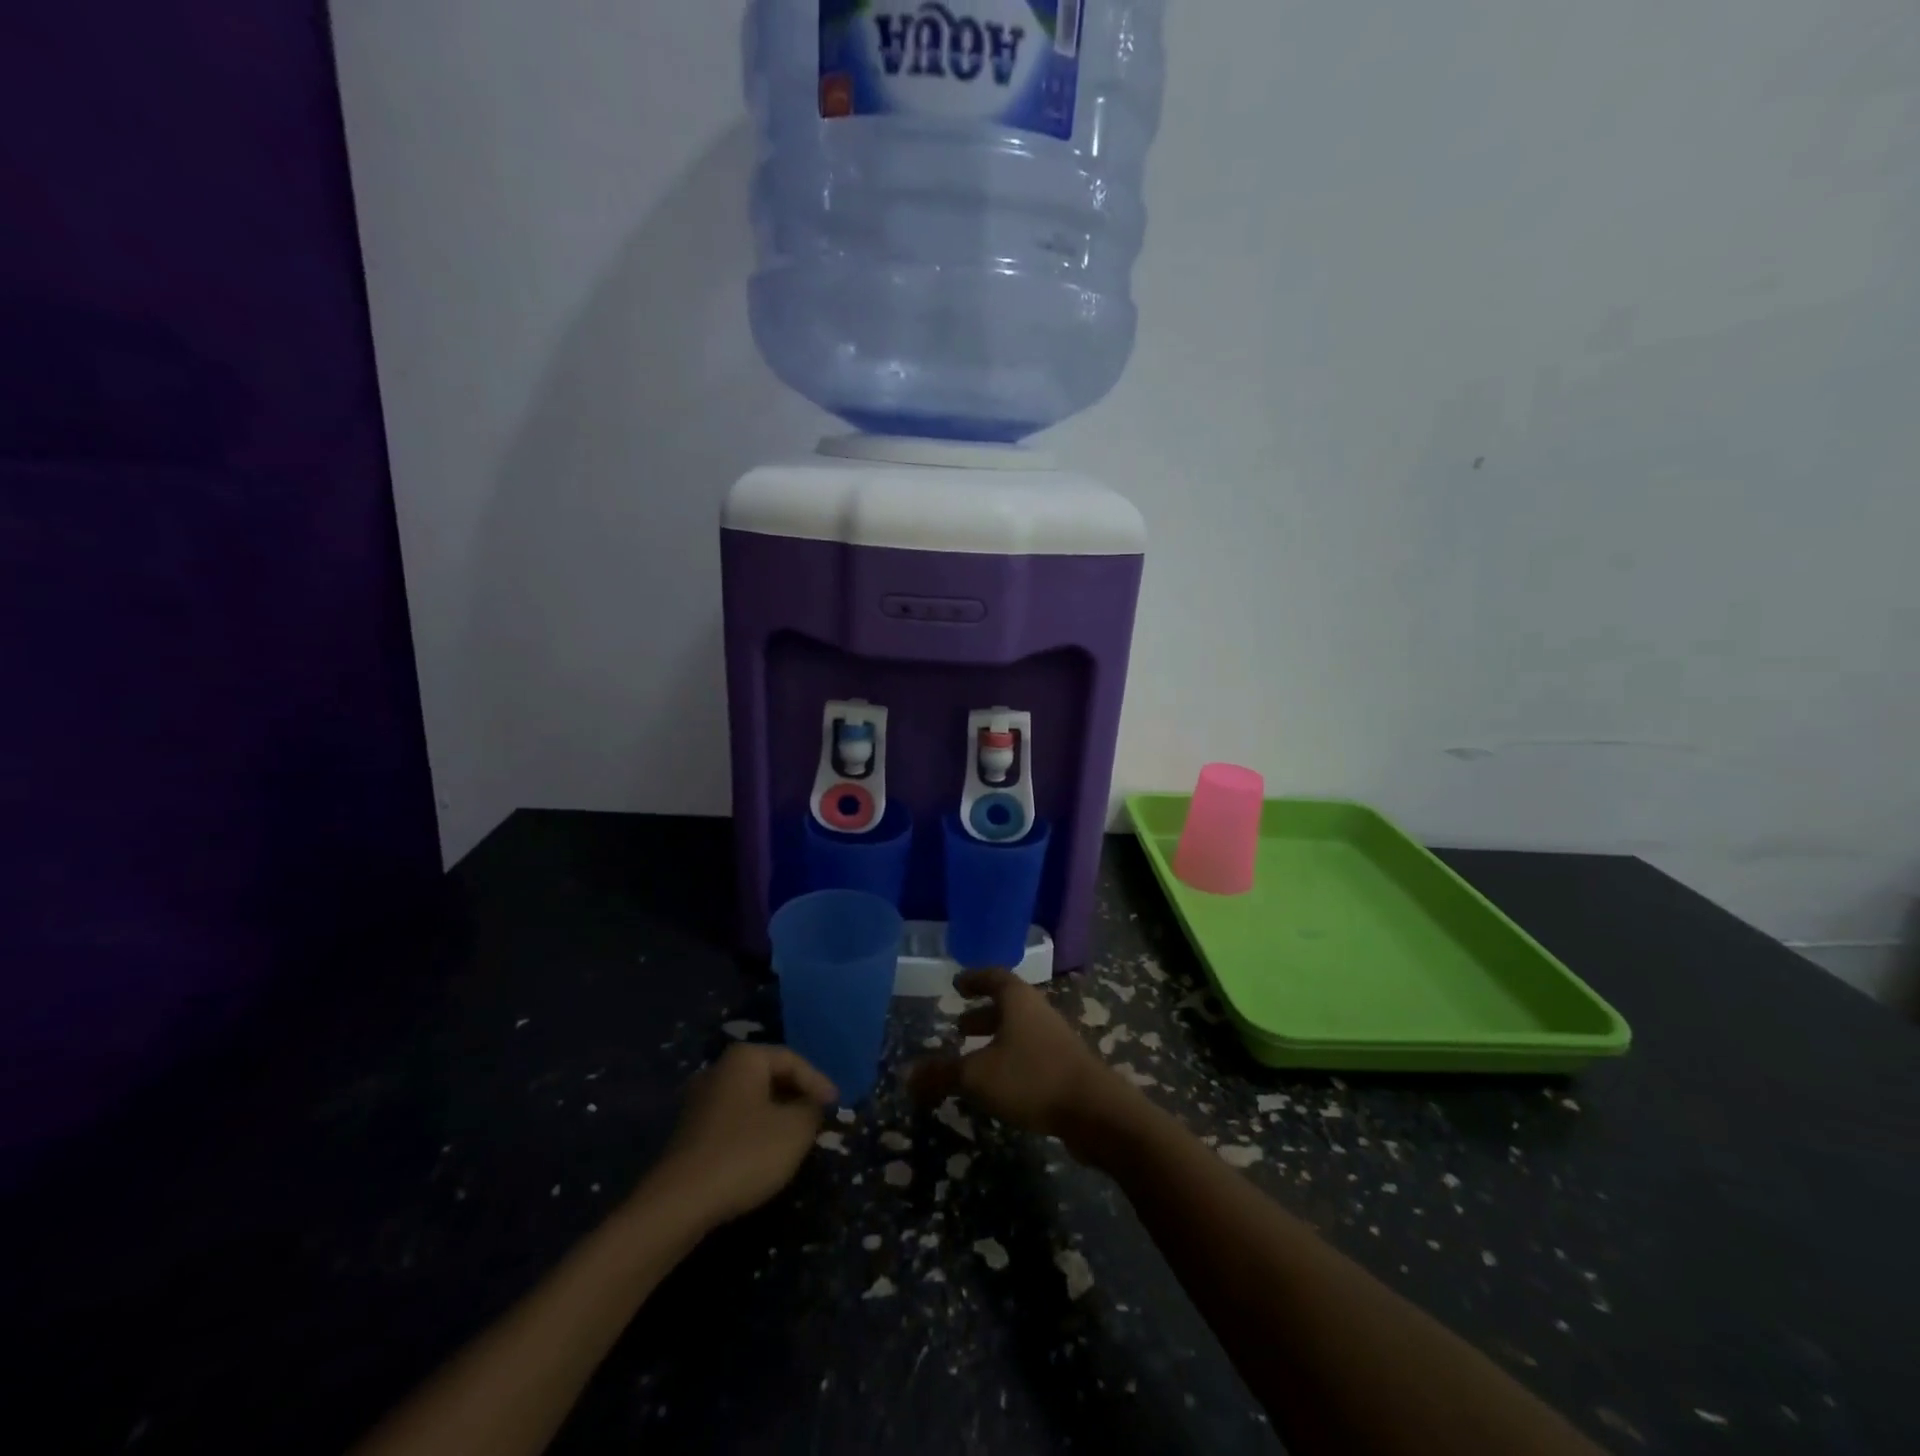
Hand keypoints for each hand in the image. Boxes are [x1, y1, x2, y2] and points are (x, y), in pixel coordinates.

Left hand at [651, 1044, 836, 1226]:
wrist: (679, 1203)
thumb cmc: (745, 1153)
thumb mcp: (795, 1130)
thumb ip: (812, 1109)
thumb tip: (813, 1104)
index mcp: (744, 1058)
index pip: (792, 1060)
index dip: (818, 1082)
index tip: (836, 1107)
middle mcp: (718, 1070)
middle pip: (770, 1077)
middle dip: (797, 1097)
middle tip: (819, 1119)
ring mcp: (700, 1101)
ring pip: (751, 1100)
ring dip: (777, 1116)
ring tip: (797, 1138)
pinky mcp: (690, 1132)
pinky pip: (734, 1120)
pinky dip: (755, 1131)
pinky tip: (766, 1154)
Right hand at [907, 968, 1139, 1159]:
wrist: (1095, 1111)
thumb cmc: (1032, 1078)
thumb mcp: (977, 1076)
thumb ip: (941, 1075)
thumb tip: (907, 1075)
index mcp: (1018, 1000)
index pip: (994, 976)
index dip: (974, 979)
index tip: (957, 984)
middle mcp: (1038, 1011)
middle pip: (1008, 1005)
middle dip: (983, 1014)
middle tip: (959, 1026)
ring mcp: (1056, 1039)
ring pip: (1020, 1031)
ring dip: (996, 1039)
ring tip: (973, 1058)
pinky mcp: (1066, 1066)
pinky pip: (1031, 1053)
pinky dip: (1010, 1060)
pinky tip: (999, 1085)